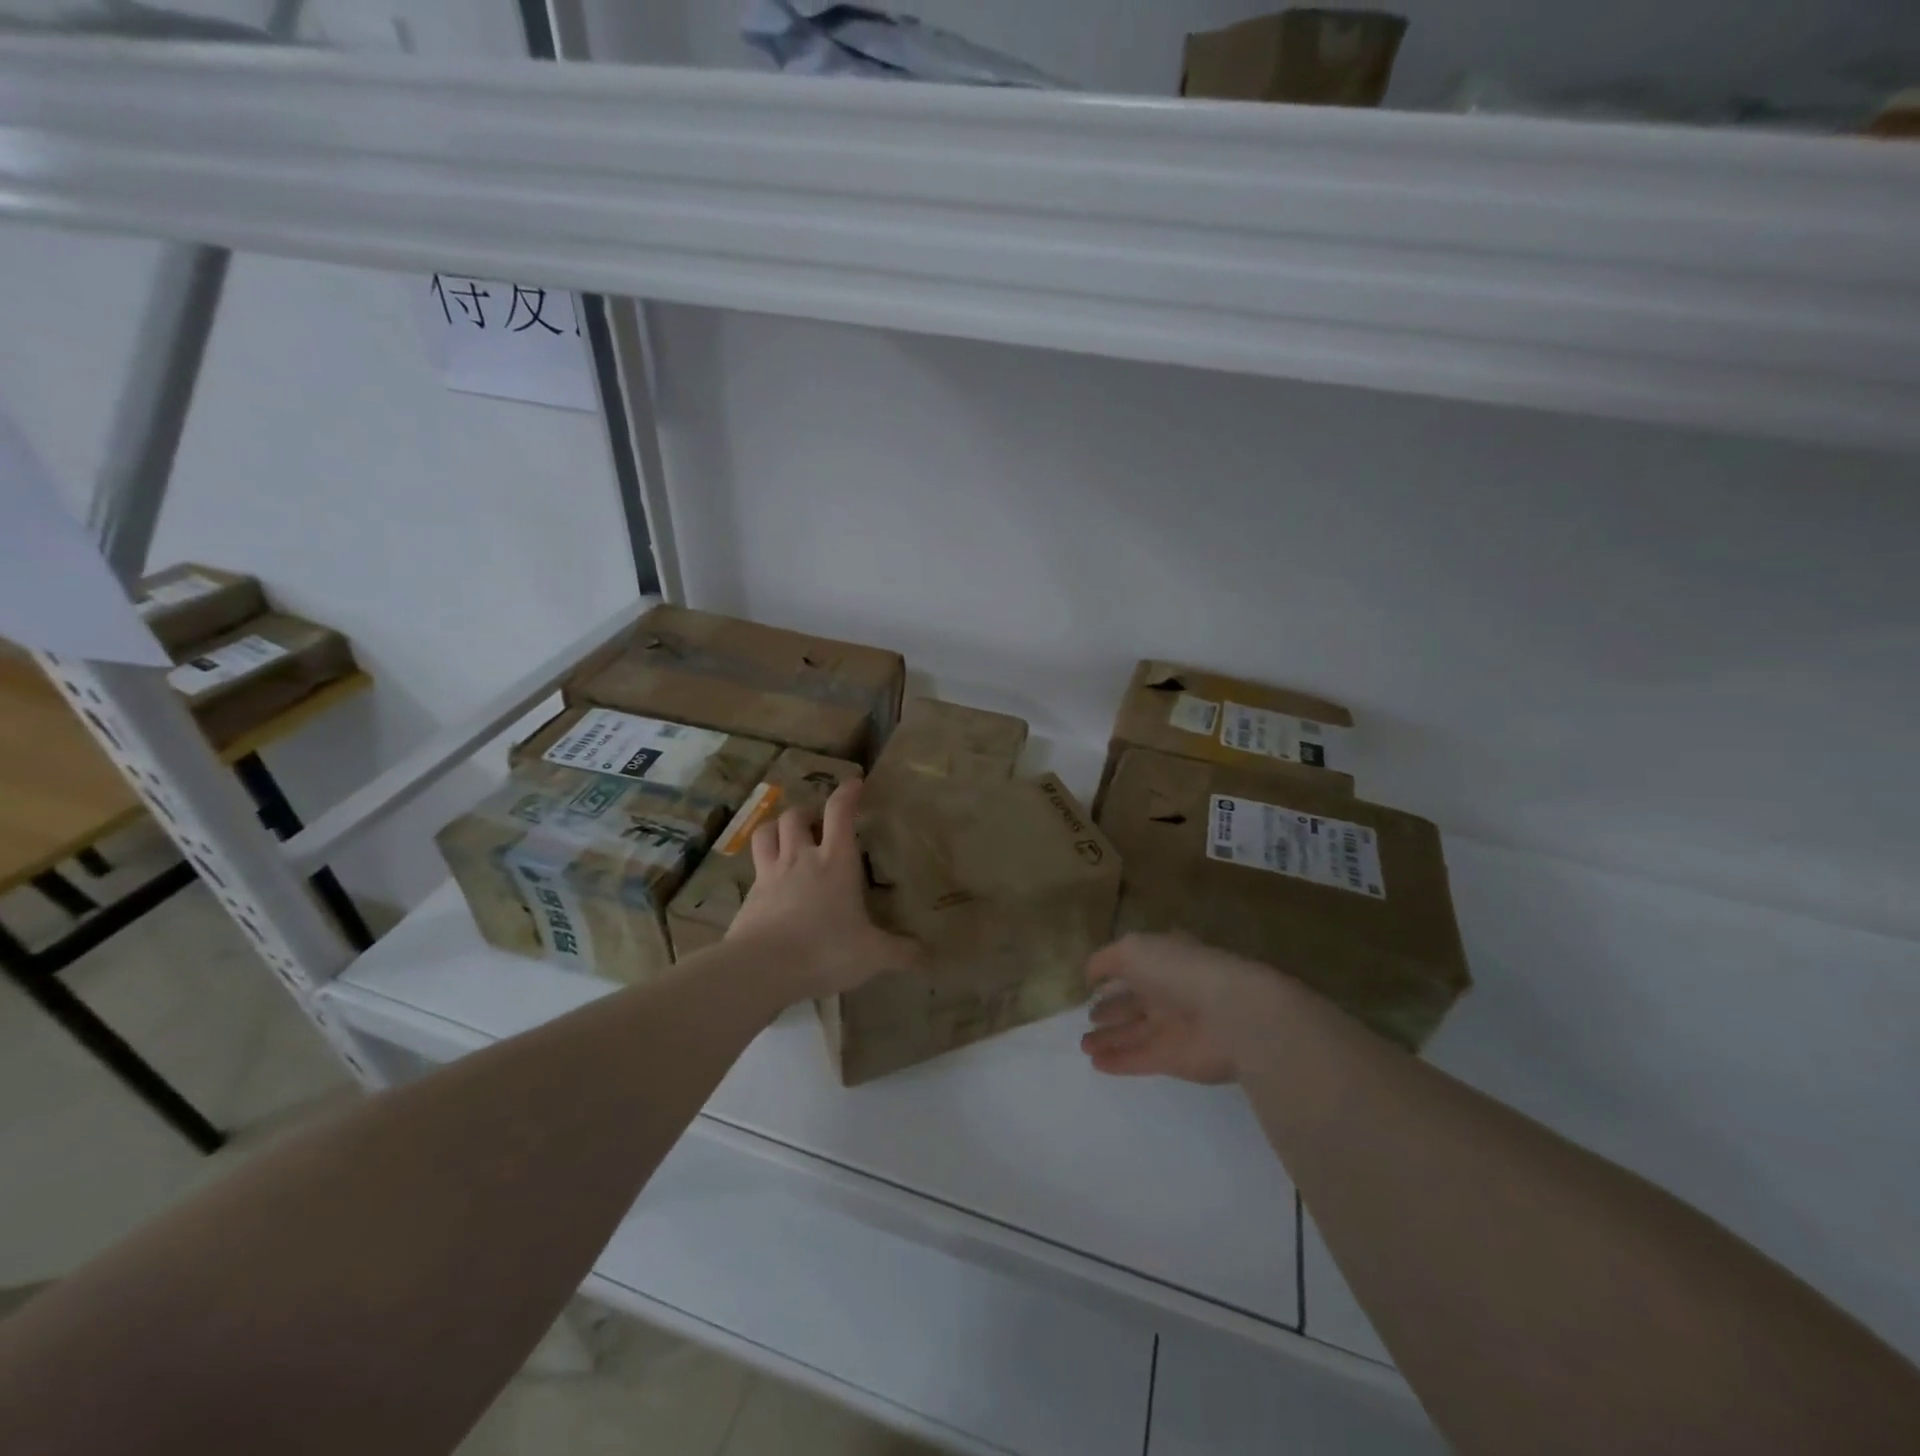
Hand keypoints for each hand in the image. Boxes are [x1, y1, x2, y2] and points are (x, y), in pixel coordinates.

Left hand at [727, 778, 921, 998]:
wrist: (761, 969)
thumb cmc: (824, 950)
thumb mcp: (872, 955)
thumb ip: (901, 953)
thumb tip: (930, 957)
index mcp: (835, 862)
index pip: (839, 813)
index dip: (847, 793)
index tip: (854, 783)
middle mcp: (801, 858)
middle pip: (796, 816)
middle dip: (808, 811)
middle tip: (818, 821)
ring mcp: (770, 874)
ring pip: (767, 832)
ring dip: (778, 827)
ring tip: (788, 835)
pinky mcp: (750, 896)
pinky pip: (754, 866)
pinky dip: (763, 862)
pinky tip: (771, 878)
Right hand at [1080, 934, 1278, 1083]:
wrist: (1230, 1015)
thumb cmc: (1179, 972)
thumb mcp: (1133, 950)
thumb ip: (1105, 960)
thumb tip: (1090, 976)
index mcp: (1163, 959)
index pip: (1134, 966)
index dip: (1113, 974)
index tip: (1091, 985)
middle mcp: (1168, 991)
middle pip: (1133, 1002)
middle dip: (1109, 1011)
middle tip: (1086, 1020)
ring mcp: (1172, 1026)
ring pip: (1134, 1032)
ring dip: (1108, 1038)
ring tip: (1083, 1045)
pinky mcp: (1174, 1059)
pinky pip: (1140, 1059)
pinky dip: (1118, 1061)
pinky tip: (1096, 1063)